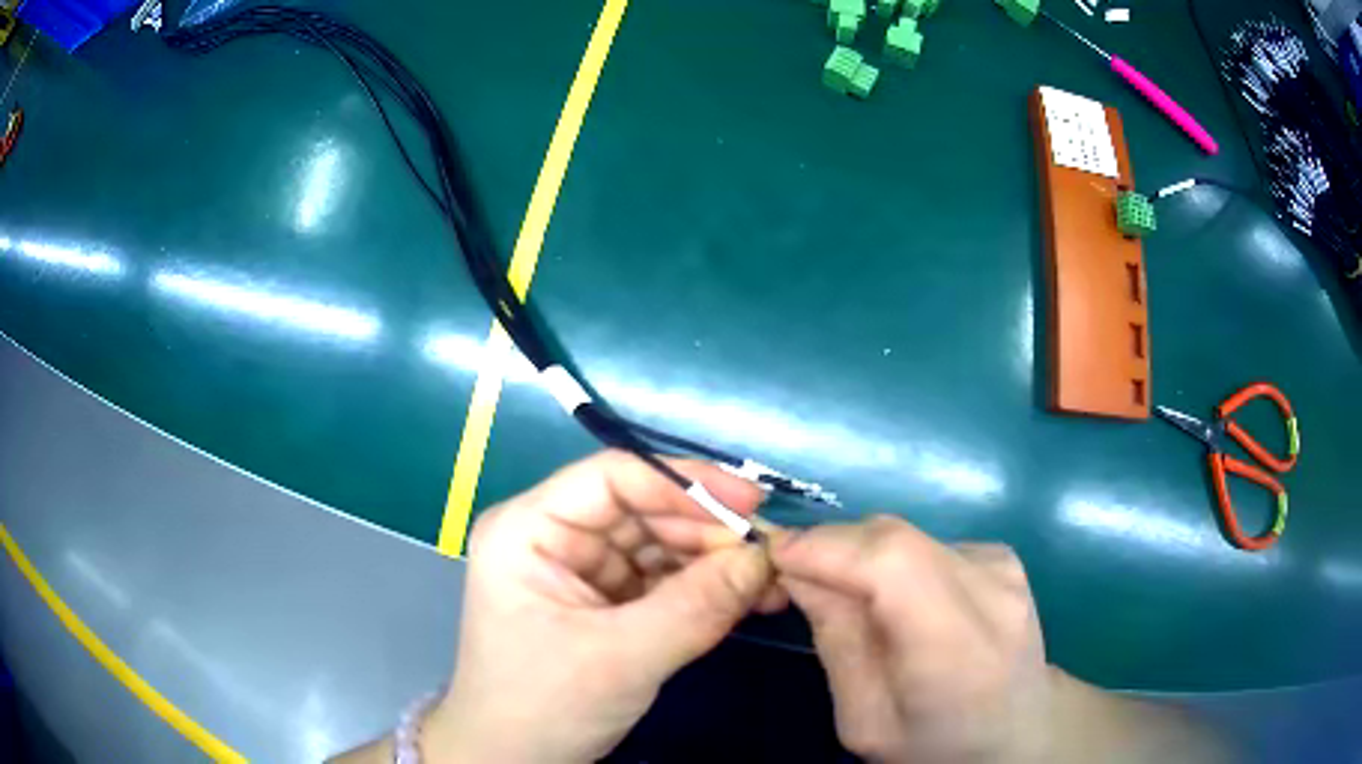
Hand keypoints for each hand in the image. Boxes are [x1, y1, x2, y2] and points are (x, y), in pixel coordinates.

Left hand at [423, 451, 782, 762]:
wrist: (514, 761)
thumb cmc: (543, 706)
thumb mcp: (619, 659)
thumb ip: (695, 607)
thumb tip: (763, 558)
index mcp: (529, 529)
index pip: (612, 479)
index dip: (684, 484)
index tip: (751, 504)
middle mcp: (555, 538)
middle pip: (642, 511)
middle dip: (707, 532)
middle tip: (769, 555)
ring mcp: (581, 572)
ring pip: (659, 546)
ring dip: (714, 562)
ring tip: (770, 582)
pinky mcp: (605, 604)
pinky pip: (663, 582)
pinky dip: (705, 589)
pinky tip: (747, 599)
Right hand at [772, 516, 1052, 763]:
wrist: (1017, 732)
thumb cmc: (934, 745)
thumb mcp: (864, 720)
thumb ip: (836, 643)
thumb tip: (798, 573)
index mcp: (957, 648)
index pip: (891, 563)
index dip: (826, 547)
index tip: (773, 556)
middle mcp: (991, 590)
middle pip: (894, 538)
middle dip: (832, 549)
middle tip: (795, 580)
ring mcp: (1003, 565)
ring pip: (905, 536)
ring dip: (861, 557)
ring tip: (850, 601)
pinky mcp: (1003, 555)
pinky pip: (926, 543)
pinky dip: (895, 562)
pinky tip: (901, 603)